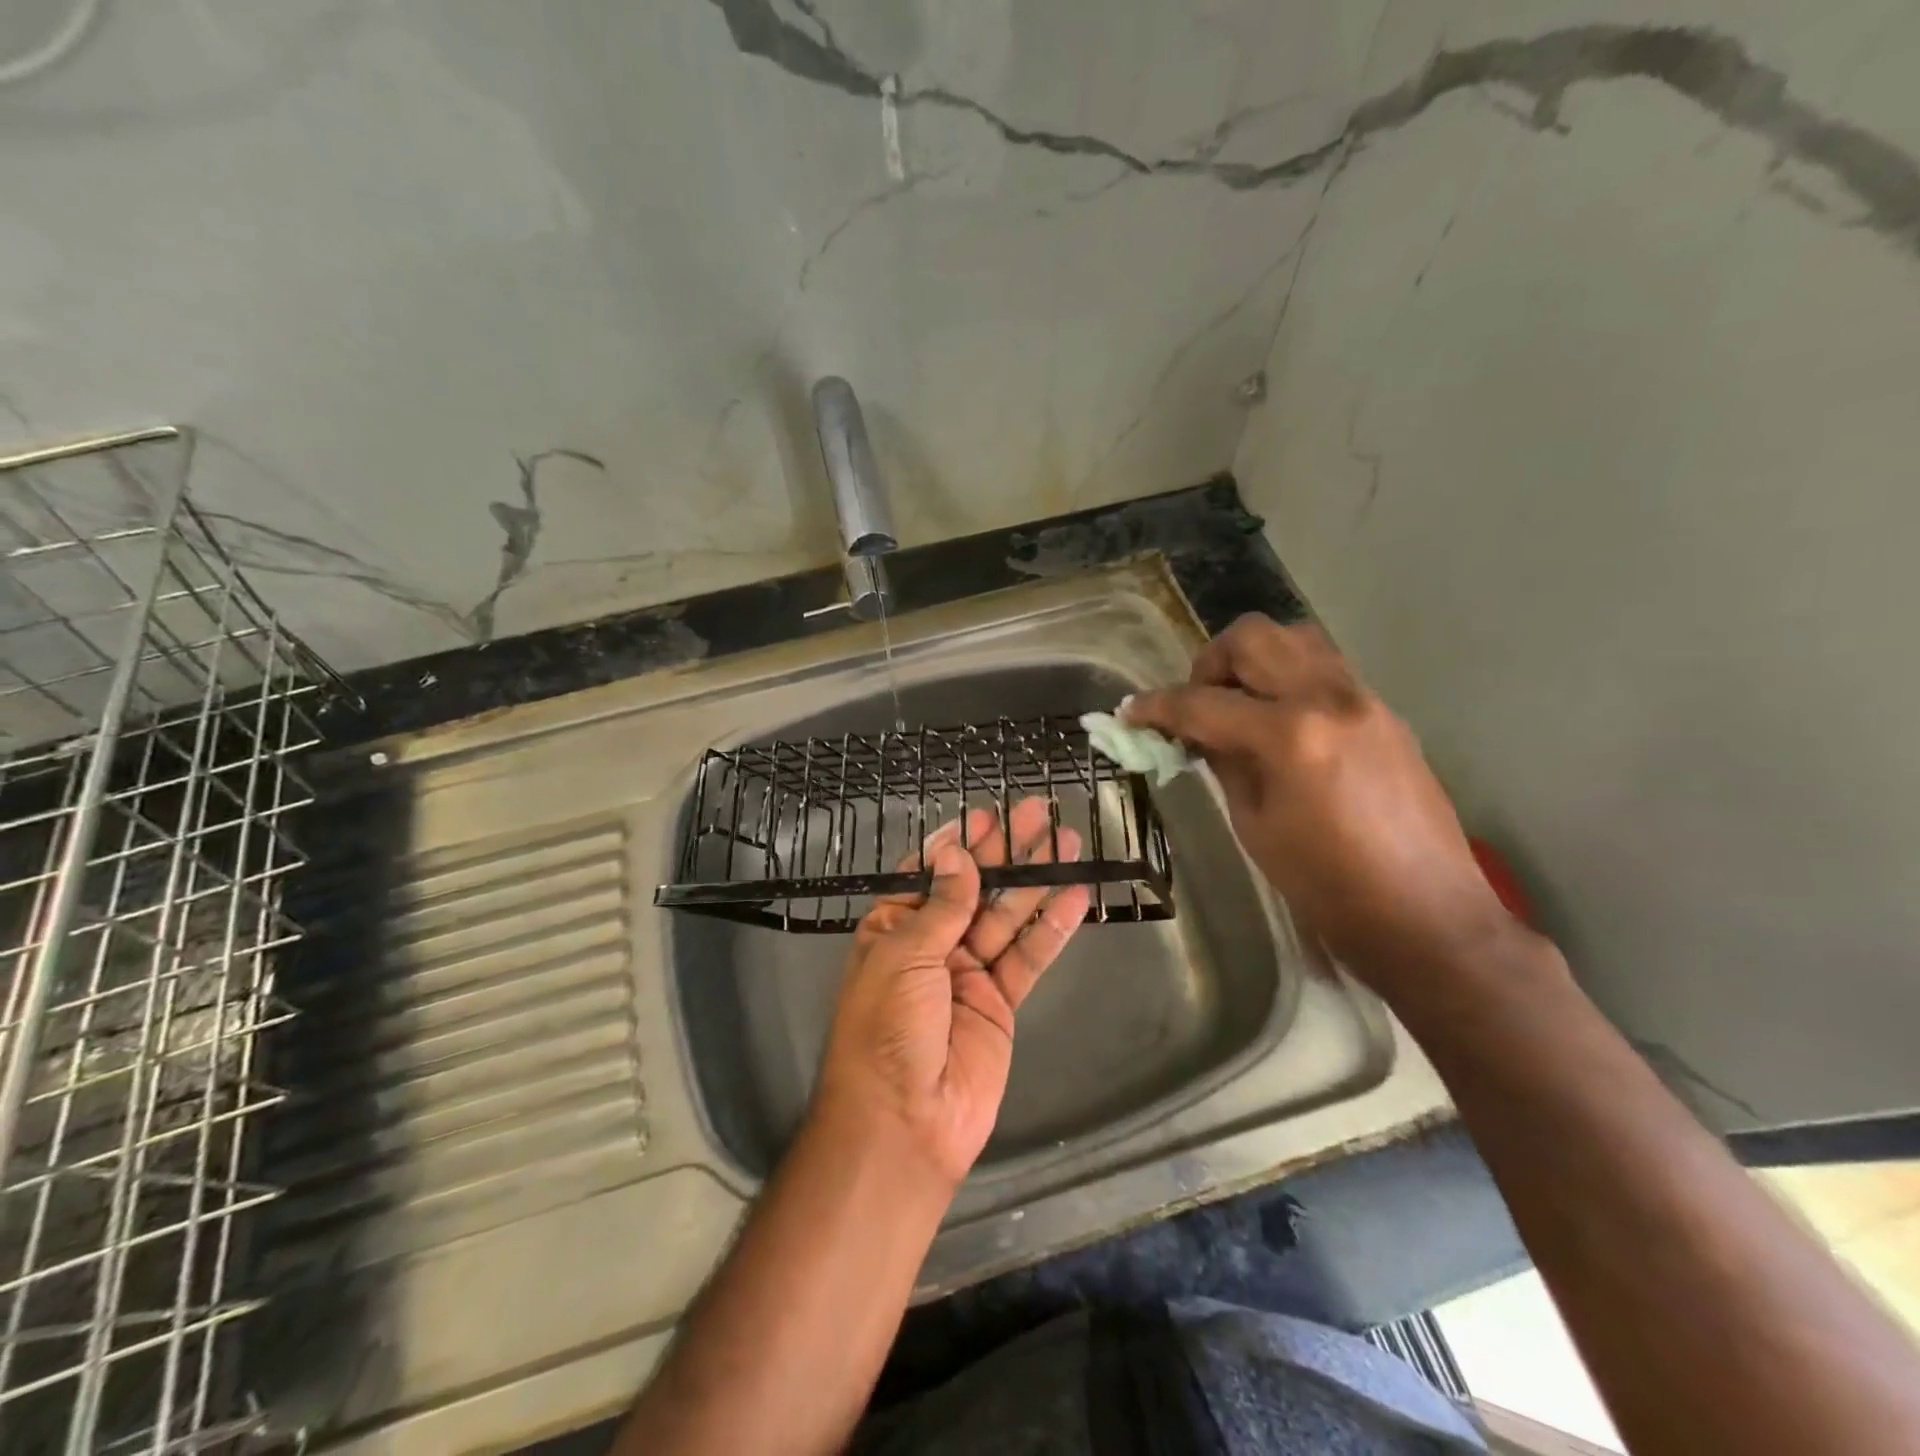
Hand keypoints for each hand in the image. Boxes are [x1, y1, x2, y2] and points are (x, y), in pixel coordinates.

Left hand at [811, 799, 1091, 1187]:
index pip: (928, 874)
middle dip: (1005, 851)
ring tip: (1067, 841)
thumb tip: (957, 852)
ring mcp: (968, 973)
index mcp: (893, 929)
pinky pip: (1028, 957)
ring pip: (1007, 916)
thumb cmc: (887, 1028)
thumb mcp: (904, 956)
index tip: (984, 814)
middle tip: (1036, 811)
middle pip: (974, 888)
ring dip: (1036, 880)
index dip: (956, 845)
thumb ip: (941, 905)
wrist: (904, 1121)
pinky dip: (1051, 928)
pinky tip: (1075, 897)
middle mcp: (931, 945)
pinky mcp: (1000, 1002)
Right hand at [1126, 615, 1513, 988]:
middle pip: (1253, 638)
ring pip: (1294, 640)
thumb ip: (1224, 763)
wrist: (1427, 916)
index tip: (1129, 711)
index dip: (1157, 706)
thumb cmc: (1327, 887)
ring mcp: (1365, 699)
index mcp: (1291, 735)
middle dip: (1209, 664)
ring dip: (1253, 661)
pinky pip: (1324, 670)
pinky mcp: (1385, 713)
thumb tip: (1195, 732)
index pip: (1203, 703)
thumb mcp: (1255, 825)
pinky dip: (1288, 680)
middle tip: (1196, 705)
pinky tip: (1279, 725)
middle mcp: (1330, 698)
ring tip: (1238, 706)